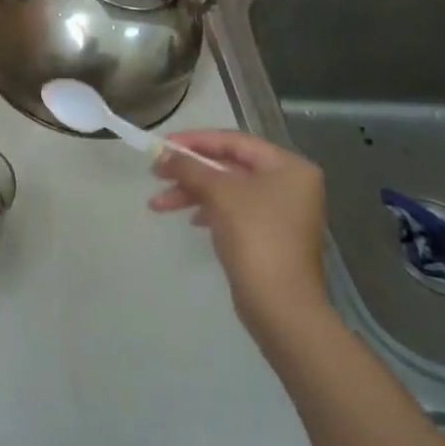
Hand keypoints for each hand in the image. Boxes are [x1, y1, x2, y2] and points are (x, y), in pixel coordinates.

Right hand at [150, 129, 330, 335]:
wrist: (280, 304)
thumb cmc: (255, 236)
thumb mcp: (219, 193)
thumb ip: (190, 168)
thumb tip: (163, 153)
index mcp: (288, 167)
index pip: (235, 141)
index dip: (196, 140)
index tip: (163, 144)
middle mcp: (288, 184)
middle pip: (229, 165)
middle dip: (190, 170)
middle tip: (155, 173)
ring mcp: (280, 212)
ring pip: (227, 190)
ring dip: (191, 192)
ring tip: (158, 204)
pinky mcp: (268, 235)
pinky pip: (232, 210)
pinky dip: (208, 210)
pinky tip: (189, 219)